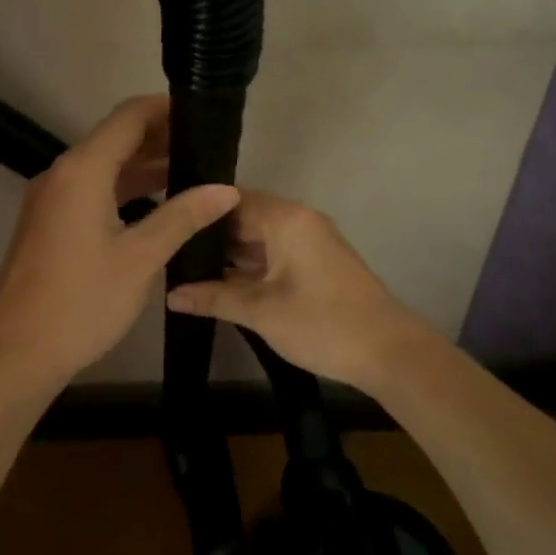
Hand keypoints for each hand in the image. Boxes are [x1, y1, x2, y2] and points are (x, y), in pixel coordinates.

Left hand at [0, 96, 239, 385]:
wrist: (17, 350)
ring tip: (193, 173)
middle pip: (115, 139)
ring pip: (103, 167)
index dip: (166, 109)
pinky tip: (156, 205)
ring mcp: (51, 199)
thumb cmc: (81, 301)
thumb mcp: (140, 257)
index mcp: (82, 170)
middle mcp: (62, 174)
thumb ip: (183, 216)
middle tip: (209, 148)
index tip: (204, 115)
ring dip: (143, 166)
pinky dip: (124, 190)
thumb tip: (226, 189)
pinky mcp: (49, 223)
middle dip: (160, 138)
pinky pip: (91, 191)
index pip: (128, 117)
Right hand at [165, 192, 433, 390]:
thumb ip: (213, 298)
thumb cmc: (323, 324)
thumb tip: (169, 294)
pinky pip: (274, 252)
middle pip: (244, 217)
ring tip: (184, 266)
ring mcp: (310, 241)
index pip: (231, 200)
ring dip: (228, 253)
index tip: (165, 224)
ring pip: (259, 237)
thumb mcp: (261, 311)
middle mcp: (299, 220)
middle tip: (168, 248)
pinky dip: (249, 264)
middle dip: (209, 235)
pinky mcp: (317, 263)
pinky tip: (219, 281)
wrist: (390, 353)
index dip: (197, 211)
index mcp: (286, 219)